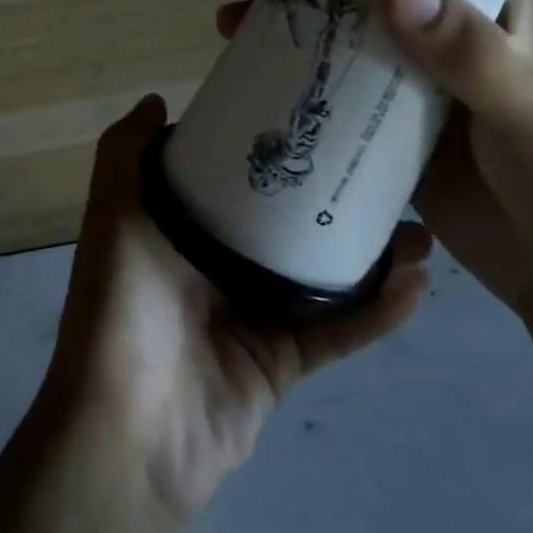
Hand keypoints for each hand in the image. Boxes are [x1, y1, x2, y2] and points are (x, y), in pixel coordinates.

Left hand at [43, 94, 428, 527]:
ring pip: (321, 274)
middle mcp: (217, 266)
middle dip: (330, 196)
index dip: (267, 145)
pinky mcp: (282, 362)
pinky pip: (338, 331)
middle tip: (382, 165)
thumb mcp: (114, 219)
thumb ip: (124, 155)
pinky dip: (377, 312)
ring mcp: (252, 315)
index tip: (313, 115)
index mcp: (180, 229)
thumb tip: (156, 99)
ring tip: (418, 225)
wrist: (131, 433)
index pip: (230, 177)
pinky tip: (418, 284)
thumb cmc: (123, 309)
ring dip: (368, 253)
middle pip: (284, 223)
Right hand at [218, 0, 532, 318]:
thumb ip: (468, 52)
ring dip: (295, 25)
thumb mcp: (528, 109)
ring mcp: (421, 76)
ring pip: (349, 33)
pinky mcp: (395, 122)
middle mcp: (456, 26)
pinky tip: (255, 80)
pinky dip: (301, 80)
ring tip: (232, 25)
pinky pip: (342, 89)